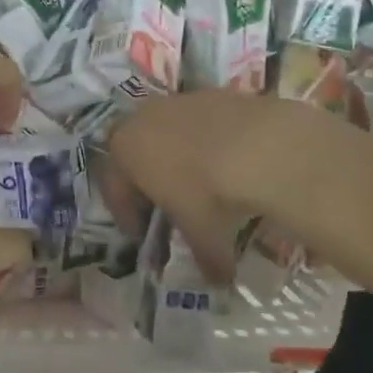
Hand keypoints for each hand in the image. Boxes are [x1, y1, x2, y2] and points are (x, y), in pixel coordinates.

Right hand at [107, 91, 354, 276]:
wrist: (260, 146)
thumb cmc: (210, 194)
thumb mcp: (202, 235)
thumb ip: (204, 258)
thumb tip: (218, 281)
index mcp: (124, 150)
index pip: (113, 186)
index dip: (125, 214)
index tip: (139, 233)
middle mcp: (142, 117)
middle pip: (135, 150)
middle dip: (146, 177)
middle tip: (164, 203)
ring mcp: (178, 100)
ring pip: (168, 130)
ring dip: (177, 154)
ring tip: (202, 181)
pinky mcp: (212, 92)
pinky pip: (200, 120)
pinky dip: (207, 140)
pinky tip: (229, 160)